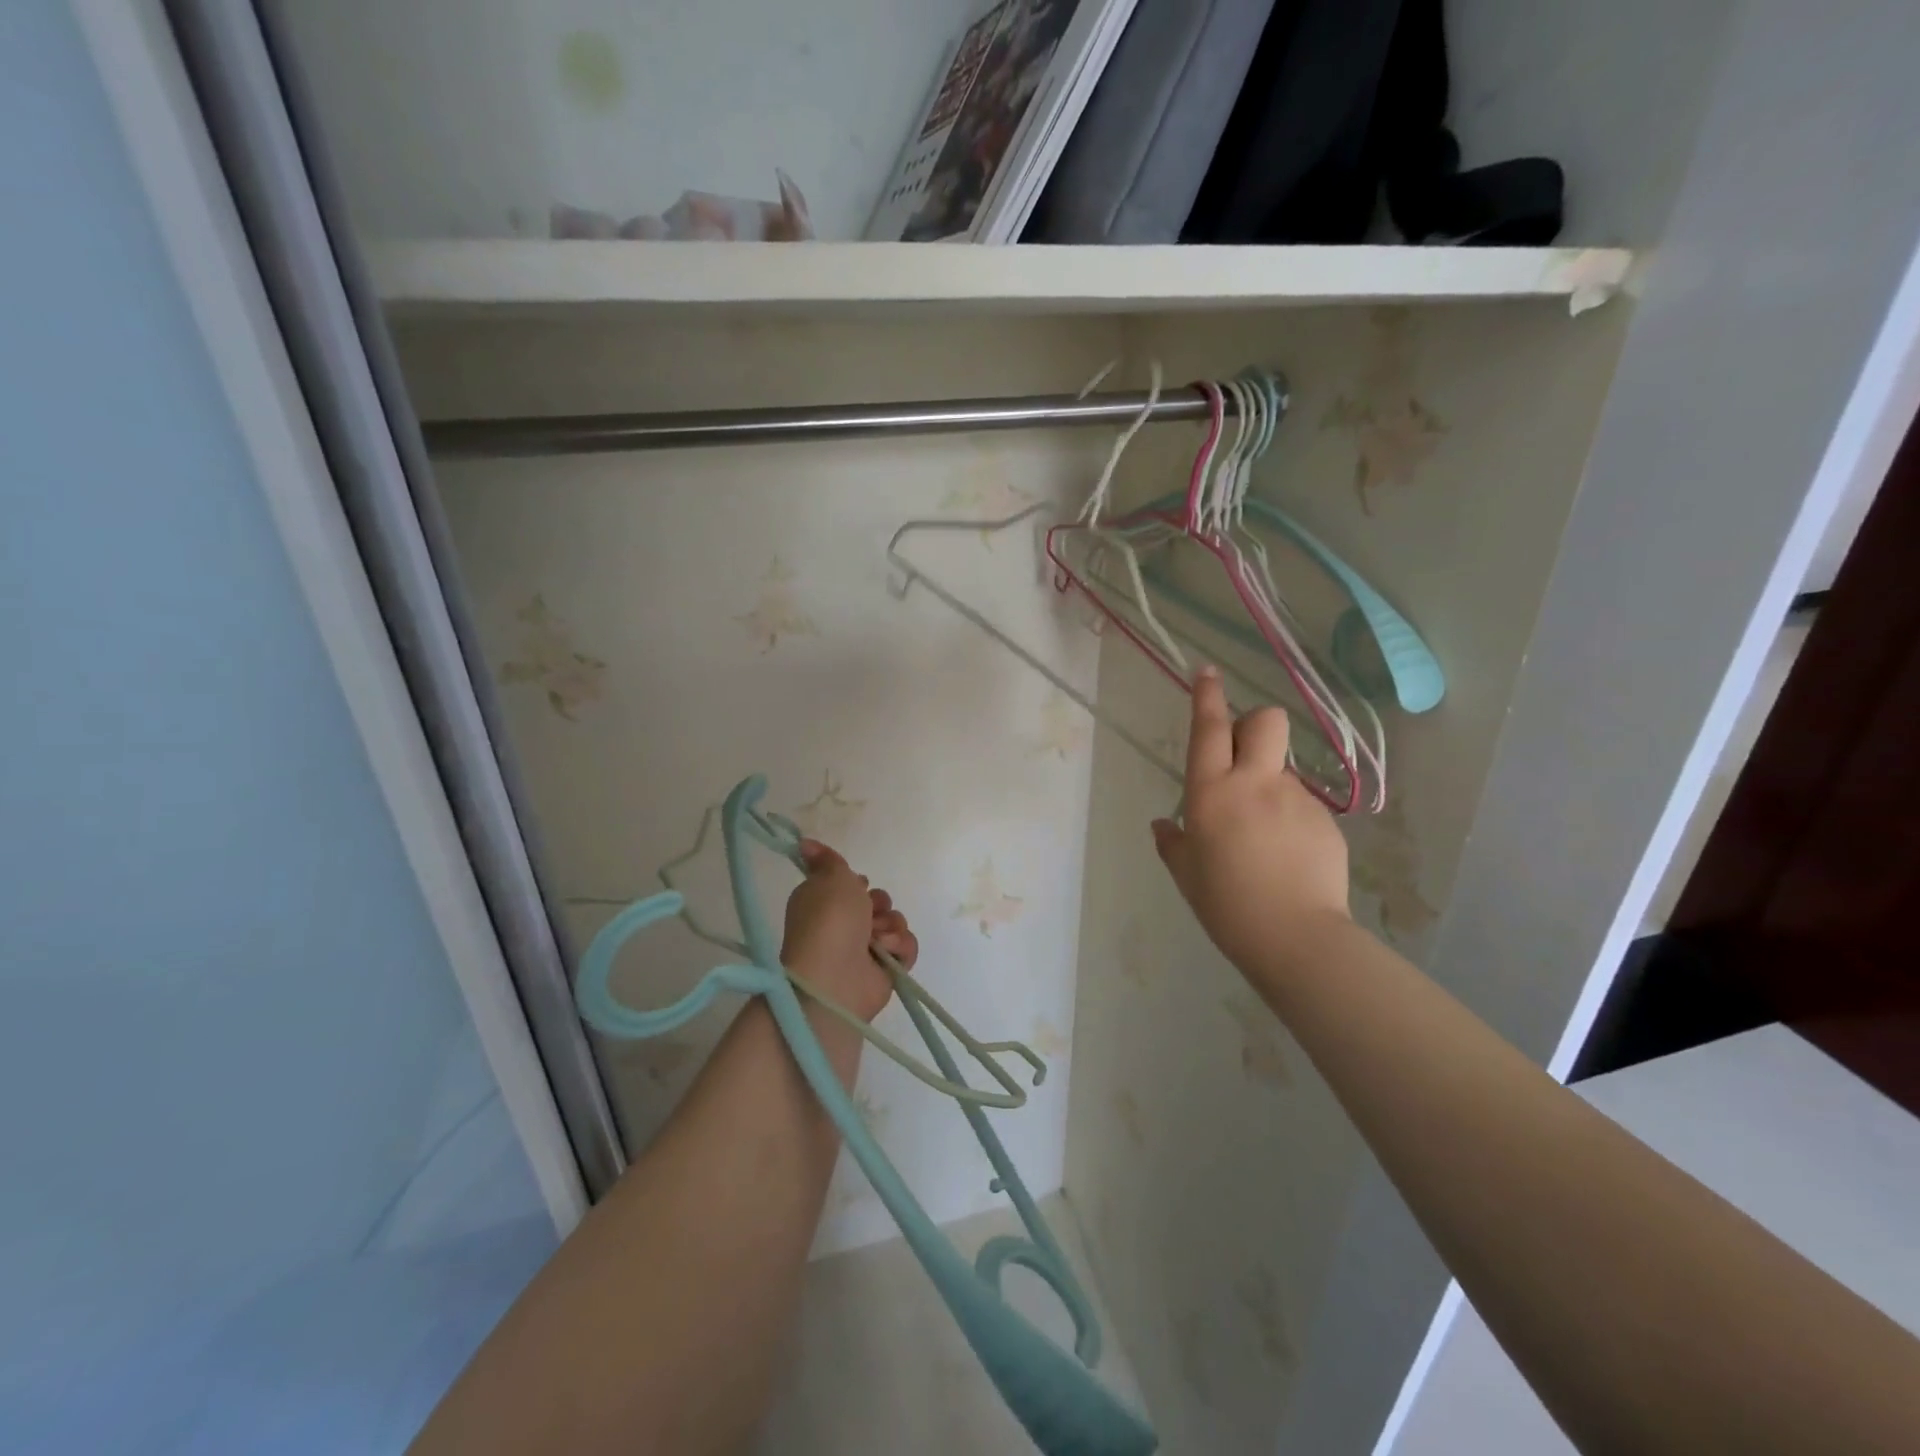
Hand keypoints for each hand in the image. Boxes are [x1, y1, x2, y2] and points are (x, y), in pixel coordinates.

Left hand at [781, 841, 918, 1020]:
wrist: (836, 976)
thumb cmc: (829, 920)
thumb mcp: (828, 877)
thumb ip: (827, 859)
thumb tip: (804, 843)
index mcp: (825, 902)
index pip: (852, 884)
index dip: (858, 882)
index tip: (856, 884)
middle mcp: (844, 925)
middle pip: (878, 900)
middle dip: (878, 903)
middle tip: (866, 913)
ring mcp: (865, 949)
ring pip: (895, 921)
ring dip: (888, 926)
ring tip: (875, 939)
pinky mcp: (886, 969)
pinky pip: (906, 946)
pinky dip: (898, 947)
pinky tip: (885, 953)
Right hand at [1151, 668, 1350, 976]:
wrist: (1295, 937)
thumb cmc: (1225, 904)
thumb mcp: (1186, 873)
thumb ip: (1172, 842)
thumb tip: (1163, 825)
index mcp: (1212, 792)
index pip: (1209, 728)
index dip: (1207, 695)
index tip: (1207, 671)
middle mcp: (1255, 783)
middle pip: (1265, 721)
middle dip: (1253, 723)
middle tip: (1242, 754)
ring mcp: (1296, 799)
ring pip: (1282, 768)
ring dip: (1269, 782)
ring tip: (1263, 833)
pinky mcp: (1325, 820)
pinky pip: (1302, 804)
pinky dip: (1289, 818)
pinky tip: (1286, 855)